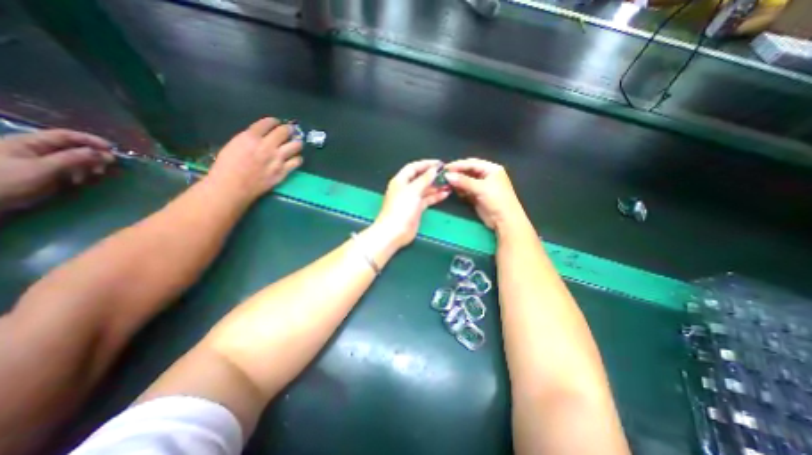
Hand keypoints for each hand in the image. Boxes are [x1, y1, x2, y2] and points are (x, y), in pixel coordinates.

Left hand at [0, 127, 114, 212]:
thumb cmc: (6, 181)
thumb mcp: (41, 169)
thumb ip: (72, 159)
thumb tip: (102, 153)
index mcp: (30, 142)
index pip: (67, 135)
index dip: (91, 140)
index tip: (113, 150)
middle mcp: (35, 149)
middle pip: (72, 147)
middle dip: (93, 155)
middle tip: (109, 166)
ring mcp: (39, 162)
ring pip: (73, 159)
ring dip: (88, 166)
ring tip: (96, 175)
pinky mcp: (43, 174)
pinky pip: (69, 170)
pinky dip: (80, 174)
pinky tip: (82, 182)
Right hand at [205, 117, 302, 197]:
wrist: (233, 186)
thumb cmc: (227, 166)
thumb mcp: (234, 144)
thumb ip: (249, 138)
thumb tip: (261, 136)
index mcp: (251, 137)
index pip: (268, 122)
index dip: (274, 121)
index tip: (277, 123)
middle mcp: (267, 146)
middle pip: (284, 131)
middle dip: (289, 129)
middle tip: (290, 130)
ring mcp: (277, 159)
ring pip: (296, 145)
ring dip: (296, 142)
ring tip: (296, 143)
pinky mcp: (283, 171)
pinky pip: (297, 161)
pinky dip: (297, 158)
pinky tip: (295, 158)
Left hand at [373, 161, 449, 248]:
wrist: (395, 231)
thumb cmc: (401, 208)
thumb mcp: (413, 190)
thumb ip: (425, 179)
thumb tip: (435, 169)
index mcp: (400, 180)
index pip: (413, 167)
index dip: (426, 164)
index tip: (440, 163)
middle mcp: (405, 188)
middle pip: (420, 178)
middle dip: (432, 176)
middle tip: (447, 174)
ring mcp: (411, 199)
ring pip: (425, 189)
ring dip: (436, 186)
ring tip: (449, 184)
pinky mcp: (416, 209)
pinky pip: (427, 200)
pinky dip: (435, 196)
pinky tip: (445, 194)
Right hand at [443, 158, 527, 232]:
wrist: (504, 220)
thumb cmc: (496, 200)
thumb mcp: (481, 188)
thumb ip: (463, 181)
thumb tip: (447, 175)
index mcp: (491, 169)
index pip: (472, 163)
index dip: (458, 165)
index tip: (445, 168)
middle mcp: (487, 175)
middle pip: (469, 171)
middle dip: (457, 173)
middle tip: (444, 175)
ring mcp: (482, 186)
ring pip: (466, 180)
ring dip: (457, 181)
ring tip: (446, 183)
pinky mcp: (478, 196)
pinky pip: (466, 189)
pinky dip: (460, 189)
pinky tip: (453, 190)